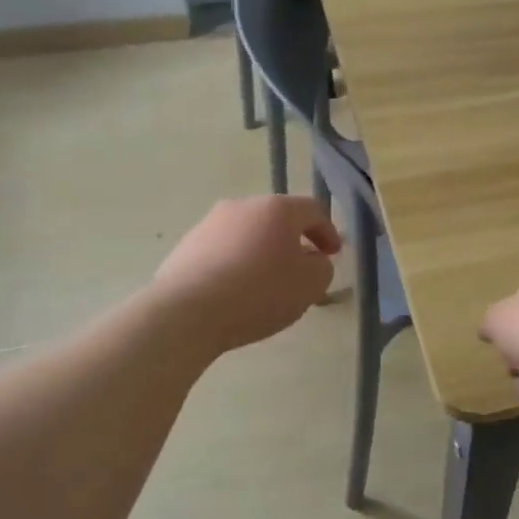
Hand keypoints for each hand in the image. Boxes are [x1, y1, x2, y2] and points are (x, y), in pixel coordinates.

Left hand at [152, 196, 341, 353]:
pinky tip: (235, 292)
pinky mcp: (186, 246)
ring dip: (262, 253)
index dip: (328, 232)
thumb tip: (311, 260)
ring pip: (247, 234)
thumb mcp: (310, 285)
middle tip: (301, 270)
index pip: (313, 210)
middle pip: (277, 219)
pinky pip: (222, 251)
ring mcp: (210, 224)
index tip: (332, 256)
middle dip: (293, 242)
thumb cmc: (259, 292)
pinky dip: (236, 265)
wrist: (187, 311)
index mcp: (277, 208)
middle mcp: (242, 206)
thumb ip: (322, 268)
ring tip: (265, 285)